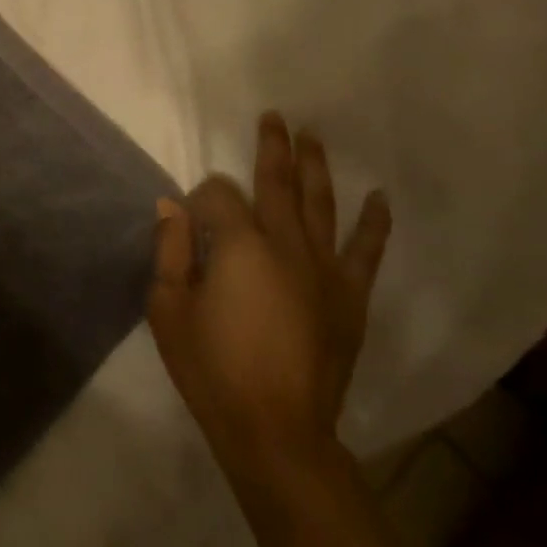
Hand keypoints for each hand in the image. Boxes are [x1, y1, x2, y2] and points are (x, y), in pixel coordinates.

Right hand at [147, 113, 391, 481]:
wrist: (275, 431)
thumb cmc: (210, 368)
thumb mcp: (167, 307)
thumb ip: (169, 250)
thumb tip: (172, 206)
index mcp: (238, 246)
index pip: (217, 196)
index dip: (199, 199)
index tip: (187, 221)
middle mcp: (286, 246)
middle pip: (277, 184)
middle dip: (272, 148)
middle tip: (275, 116)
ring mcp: (324, 271)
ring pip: (321, 205)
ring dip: (316, 168)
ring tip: (314, 137)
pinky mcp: (349, 298)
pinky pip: (365, 252)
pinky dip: (373, 224)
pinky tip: (379, 199)